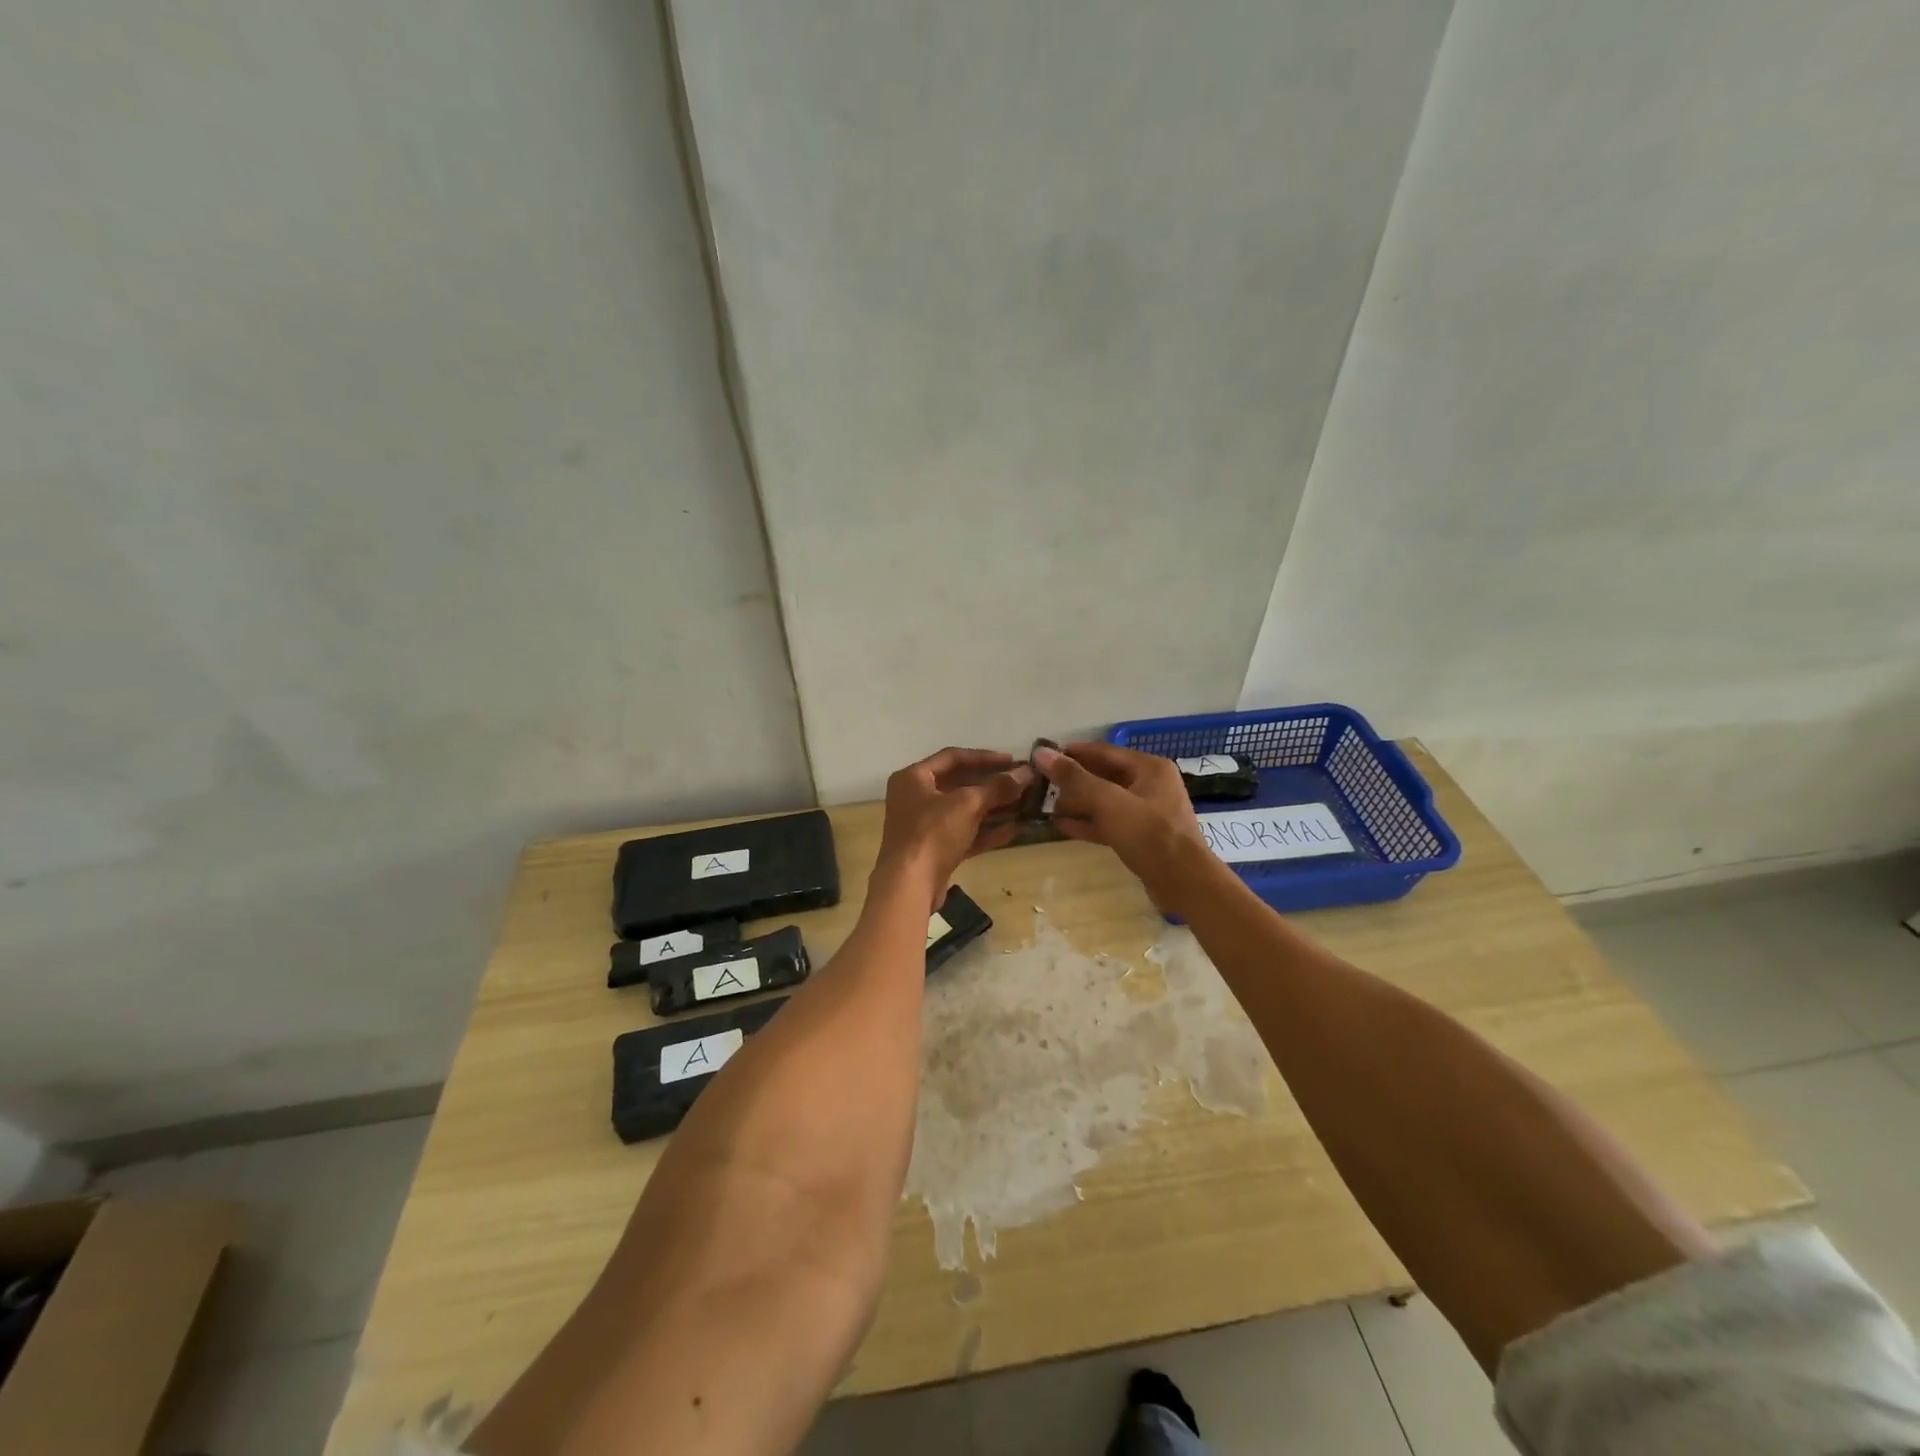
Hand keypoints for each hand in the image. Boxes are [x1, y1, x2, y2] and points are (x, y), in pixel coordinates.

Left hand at [875, 747, 1032, 907]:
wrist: (910, 885)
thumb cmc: (932, 833)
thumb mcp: (968, 804)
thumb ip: (998, 787)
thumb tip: (1026, 774)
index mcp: (913, 778)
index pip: (952, 757)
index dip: (985, 757)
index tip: (1013, 760)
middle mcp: (915, 798)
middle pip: (959, 784)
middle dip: (992, 784)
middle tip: (1022, 783)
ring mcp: (924, 826)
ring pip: (964, 811)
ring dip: (994, 808)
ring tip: (1025, 804)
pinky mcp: (935, 851)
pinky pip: (964, 834)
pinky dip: (987, 831)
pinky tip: (1015, 829)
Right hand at [1033, 741, 1207, 896]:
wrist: (1183, 882)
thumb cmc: (1149, 834)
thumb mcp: (1109, 802)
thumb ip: (1075, 778)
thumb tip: (1042, 753)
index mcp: (1149, 768)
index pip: (1103, 751)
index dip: (1072, 752)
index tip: (1044, 755)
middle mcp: (1150, 785)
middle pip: (1104, 776)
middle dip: (1073, 780)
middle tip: (1041, 783)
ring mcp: (1147, 812)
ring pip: (1105, 801)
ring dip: (1077, 803)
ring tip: (1046, 805)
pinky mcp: (1141, 837)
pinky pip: (1109, 823)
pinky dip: (1088, 823)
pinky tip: (1061, 826)